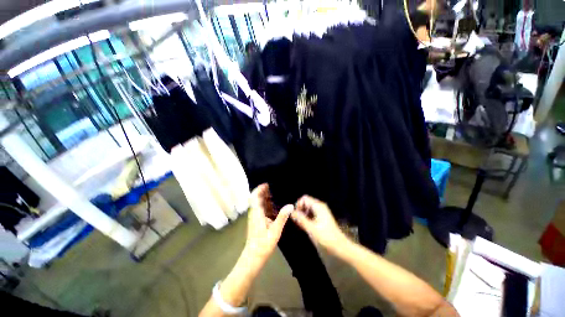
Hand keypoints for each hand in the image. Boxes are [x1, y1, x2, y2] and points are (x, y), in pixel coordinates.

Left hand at [245, 184, 291, 264]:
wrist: (253, 257)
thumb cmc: (263, 245)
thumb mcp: (275, 231)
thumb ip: (282, 217)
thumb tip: (290, 205)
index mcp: (257, 213)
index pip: (254, 197)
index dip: (259, 189)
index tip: (267, 184)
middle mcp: (254, 213)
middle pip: (255, 198)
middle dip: (263, 192)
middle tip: (273, 189)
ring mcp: (254, 218)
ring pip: (257, 203)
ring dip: (264, 198)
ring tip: (274, 196)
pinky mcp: (255, 222)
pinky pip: (259, 209)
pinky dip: (265, 205)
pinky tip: (273, 207)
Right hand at [291, 195, 347, 253]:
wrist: (341, 249)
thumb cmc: (327, 239)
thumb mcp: (312, 229)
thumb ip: (301, 220)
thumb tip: (291, 212)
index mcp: (318, 207)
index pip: (304, 198)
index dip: (298, 205)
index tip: (295, 216)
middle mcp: (319, 207)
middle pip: (305, 203)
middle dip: (300, 210)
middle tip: (297, 222)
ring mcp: (321, 213)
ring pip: (307, 209)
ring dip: (302, 215)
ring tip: (300, 225)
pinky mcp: (321, 219)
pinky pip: (310, 214)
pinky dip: (306, 218)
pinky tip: (305, 227)